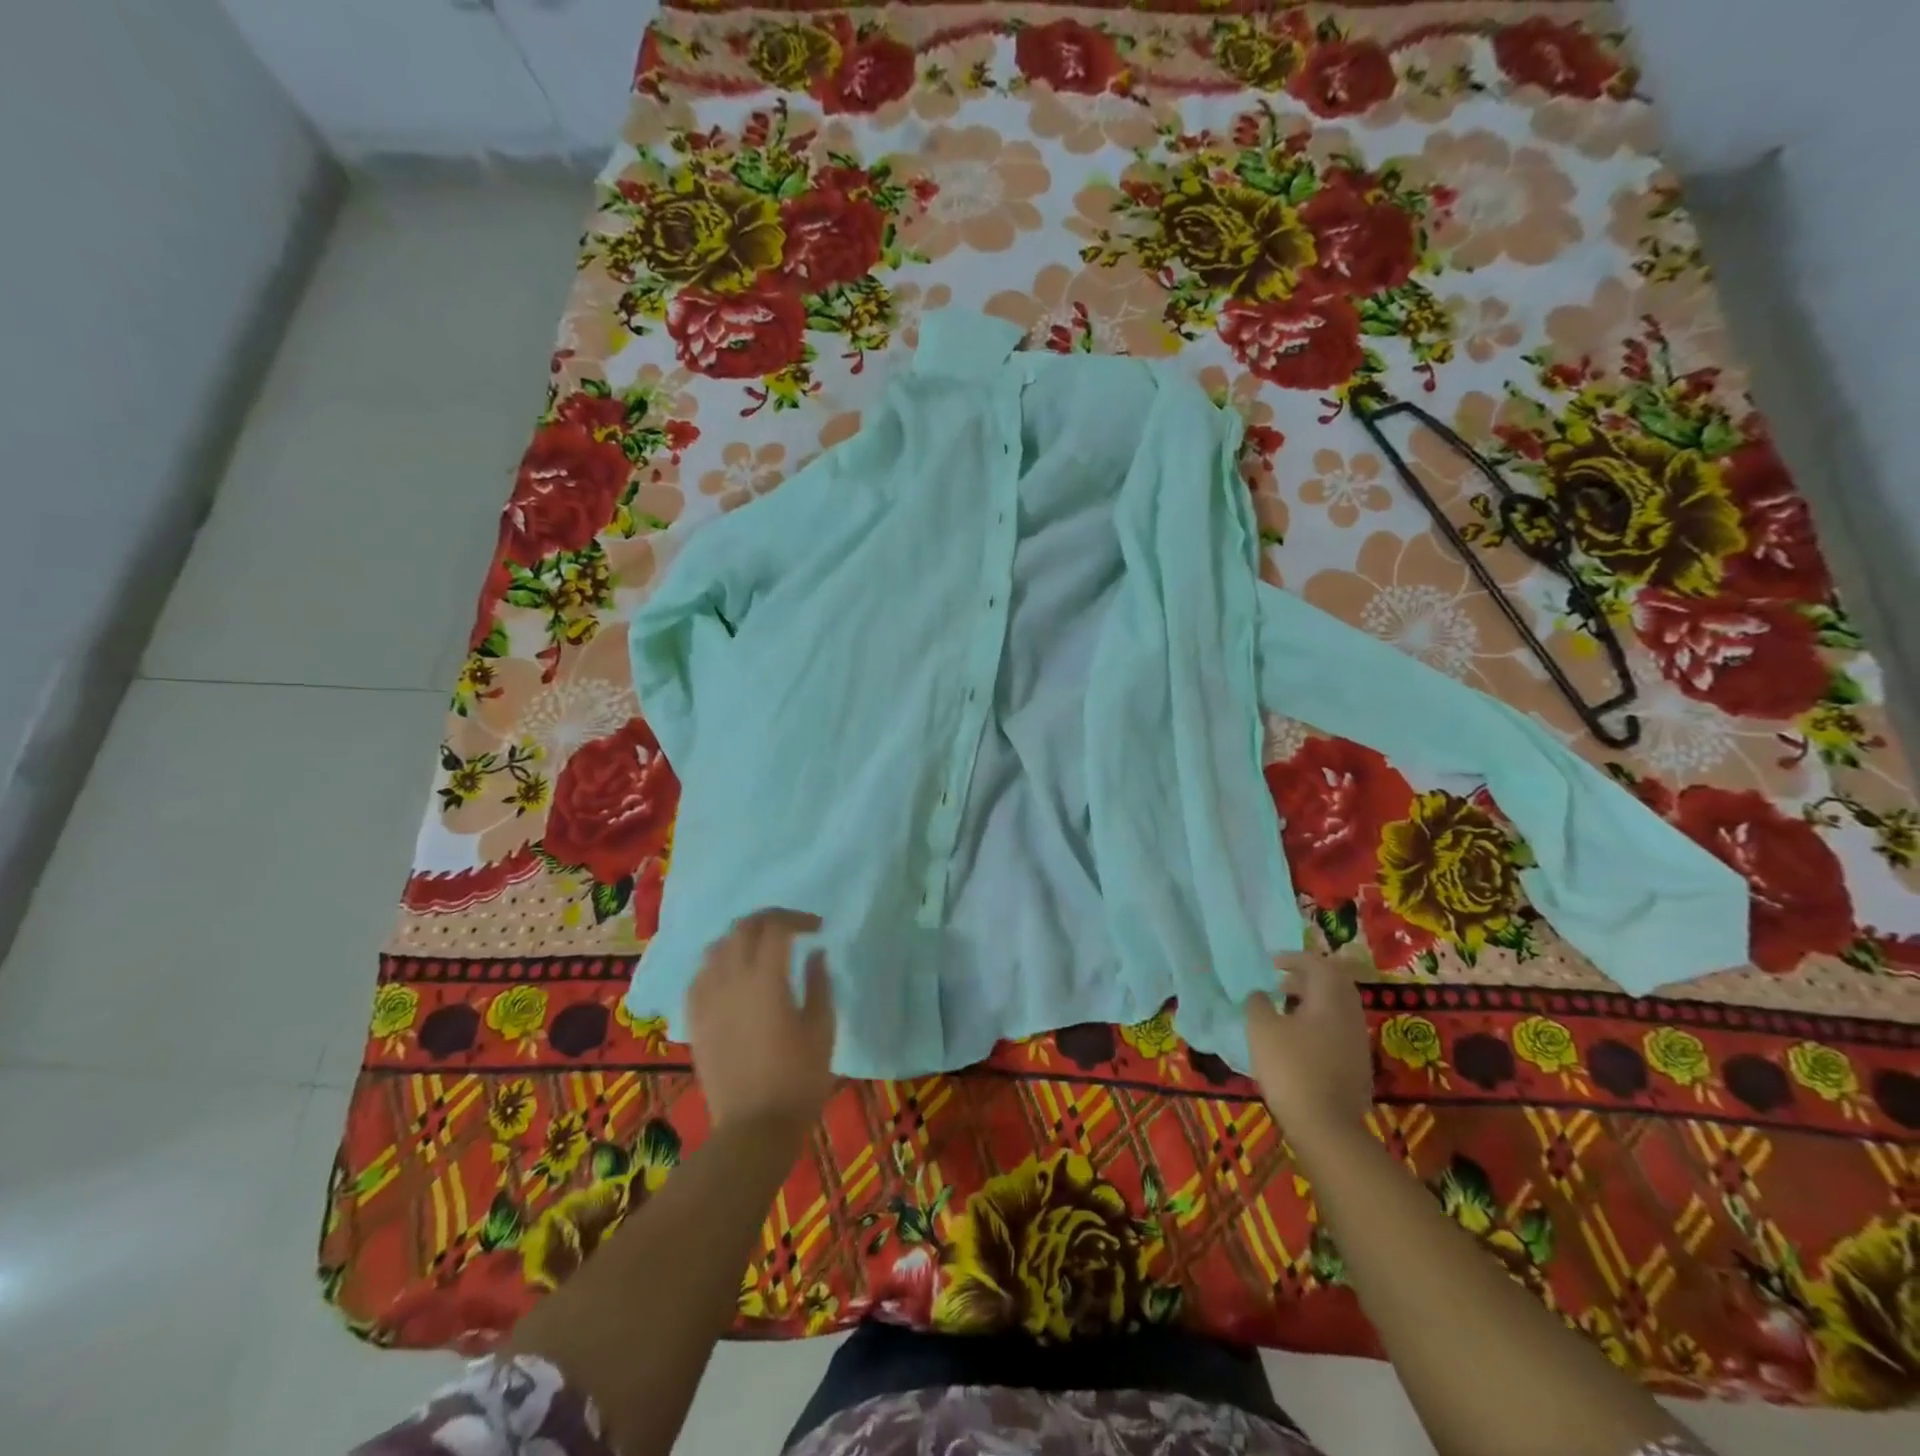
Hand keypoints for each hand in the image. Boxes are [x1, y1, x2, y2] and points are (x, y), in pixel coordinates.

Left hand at [686, 908, 837, 1134]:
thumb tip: (815, 953)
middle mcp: (731, 979)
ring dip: (742, 938)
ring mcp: (707, 998)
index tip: (817, 928)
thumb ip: (819, 983)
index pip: (776, 927)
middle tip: (792, 929)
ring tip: (761, 949)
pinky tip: (732, 975)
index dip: (798, 919)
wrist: (754, 1128)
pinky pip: (700, 975)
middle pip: (744, 928)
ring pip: (717, 947)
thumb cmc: (798, 1079)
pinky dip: (719, 963)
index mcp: (766, 979)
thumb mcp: (822, 1029)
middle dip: (770, 919)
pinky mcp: (694, 1019)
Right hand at [1245, 952, 1374, 1146]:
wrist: (1326, 1127)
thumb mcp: (1261, 1030)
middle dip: (1307, 978)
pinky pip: (1339, 1030)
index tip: (1272, 962)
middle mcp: (1350, 1016)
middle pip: (1334, 984)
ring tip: (1285, 1009)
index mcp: (1330, 1000)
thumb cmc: (1291, 1068)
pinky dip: (1319, 1023)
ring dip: (1313, 1001)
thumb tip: (1260, 994)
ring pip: (1338, 1008)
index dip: (1294, 958)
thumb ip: (1258, 1004)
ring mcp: (1358, 1042)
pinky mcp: (1358, 1066)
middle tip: (1281, 982)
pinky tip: (1299, 1039)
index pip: (1318, 964)